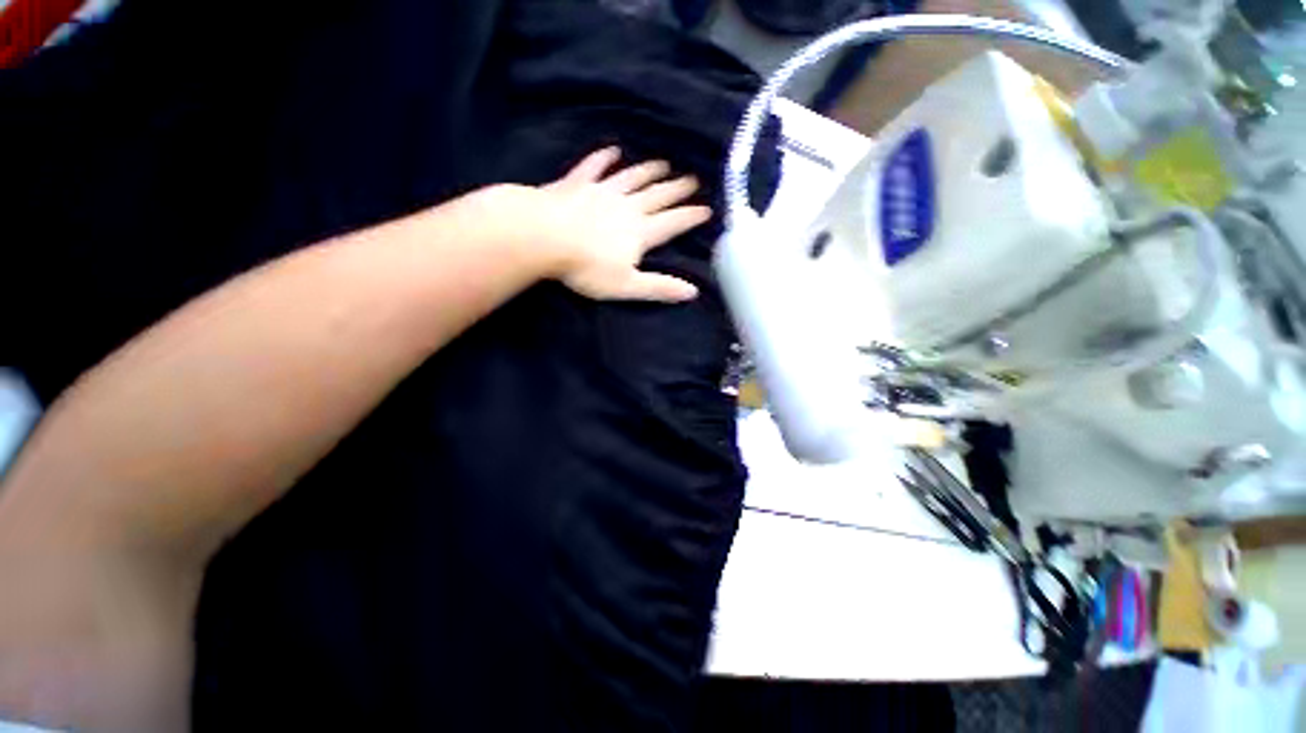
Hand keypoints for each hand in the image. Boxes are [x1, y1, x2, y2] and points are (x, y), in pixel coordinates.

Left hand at [529, 147, 712, 301]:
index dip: (691, 217)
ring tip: (664, 163)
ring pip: (631, 177)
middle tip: (693, 179)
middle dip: (676, 189)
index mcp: (640, 232)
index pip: (673, 222)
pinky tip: (612, 151)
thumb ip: (660, 287)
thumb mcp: (627, 285)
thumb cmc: (587, 267)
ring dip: (648, 171)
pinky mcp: (577, 184)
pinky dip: (604, 158)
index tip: (707, 209)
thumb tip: (692, 292)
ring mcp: (601, 191)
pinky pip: (594, 167)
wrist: (544, 237)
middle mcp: (626, 206)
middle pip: (657, 196)